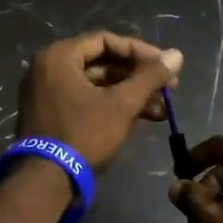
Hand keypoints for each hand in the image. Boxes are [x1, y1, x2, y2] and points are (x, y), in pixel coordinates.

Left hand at [17, 33, 181, 171]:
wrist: (46, 181)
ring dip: (129, 95)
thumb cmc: (84, 134)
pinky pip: (85, 101)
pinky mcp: (50, 115)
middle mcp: (47, 69)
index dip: (139, 51)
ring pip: (96, 85)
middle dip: (137, 78)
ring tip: (160, 111)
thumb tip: (176, 55)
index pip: (105, 41)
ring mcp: (46, 93)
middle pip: (101, 63)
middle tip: (168, 89)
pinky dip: (110, 106)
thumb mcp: (122, 104)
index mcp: (59, 56)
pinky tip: (140, 119)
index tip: (164, 65)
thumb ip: (149, 77)